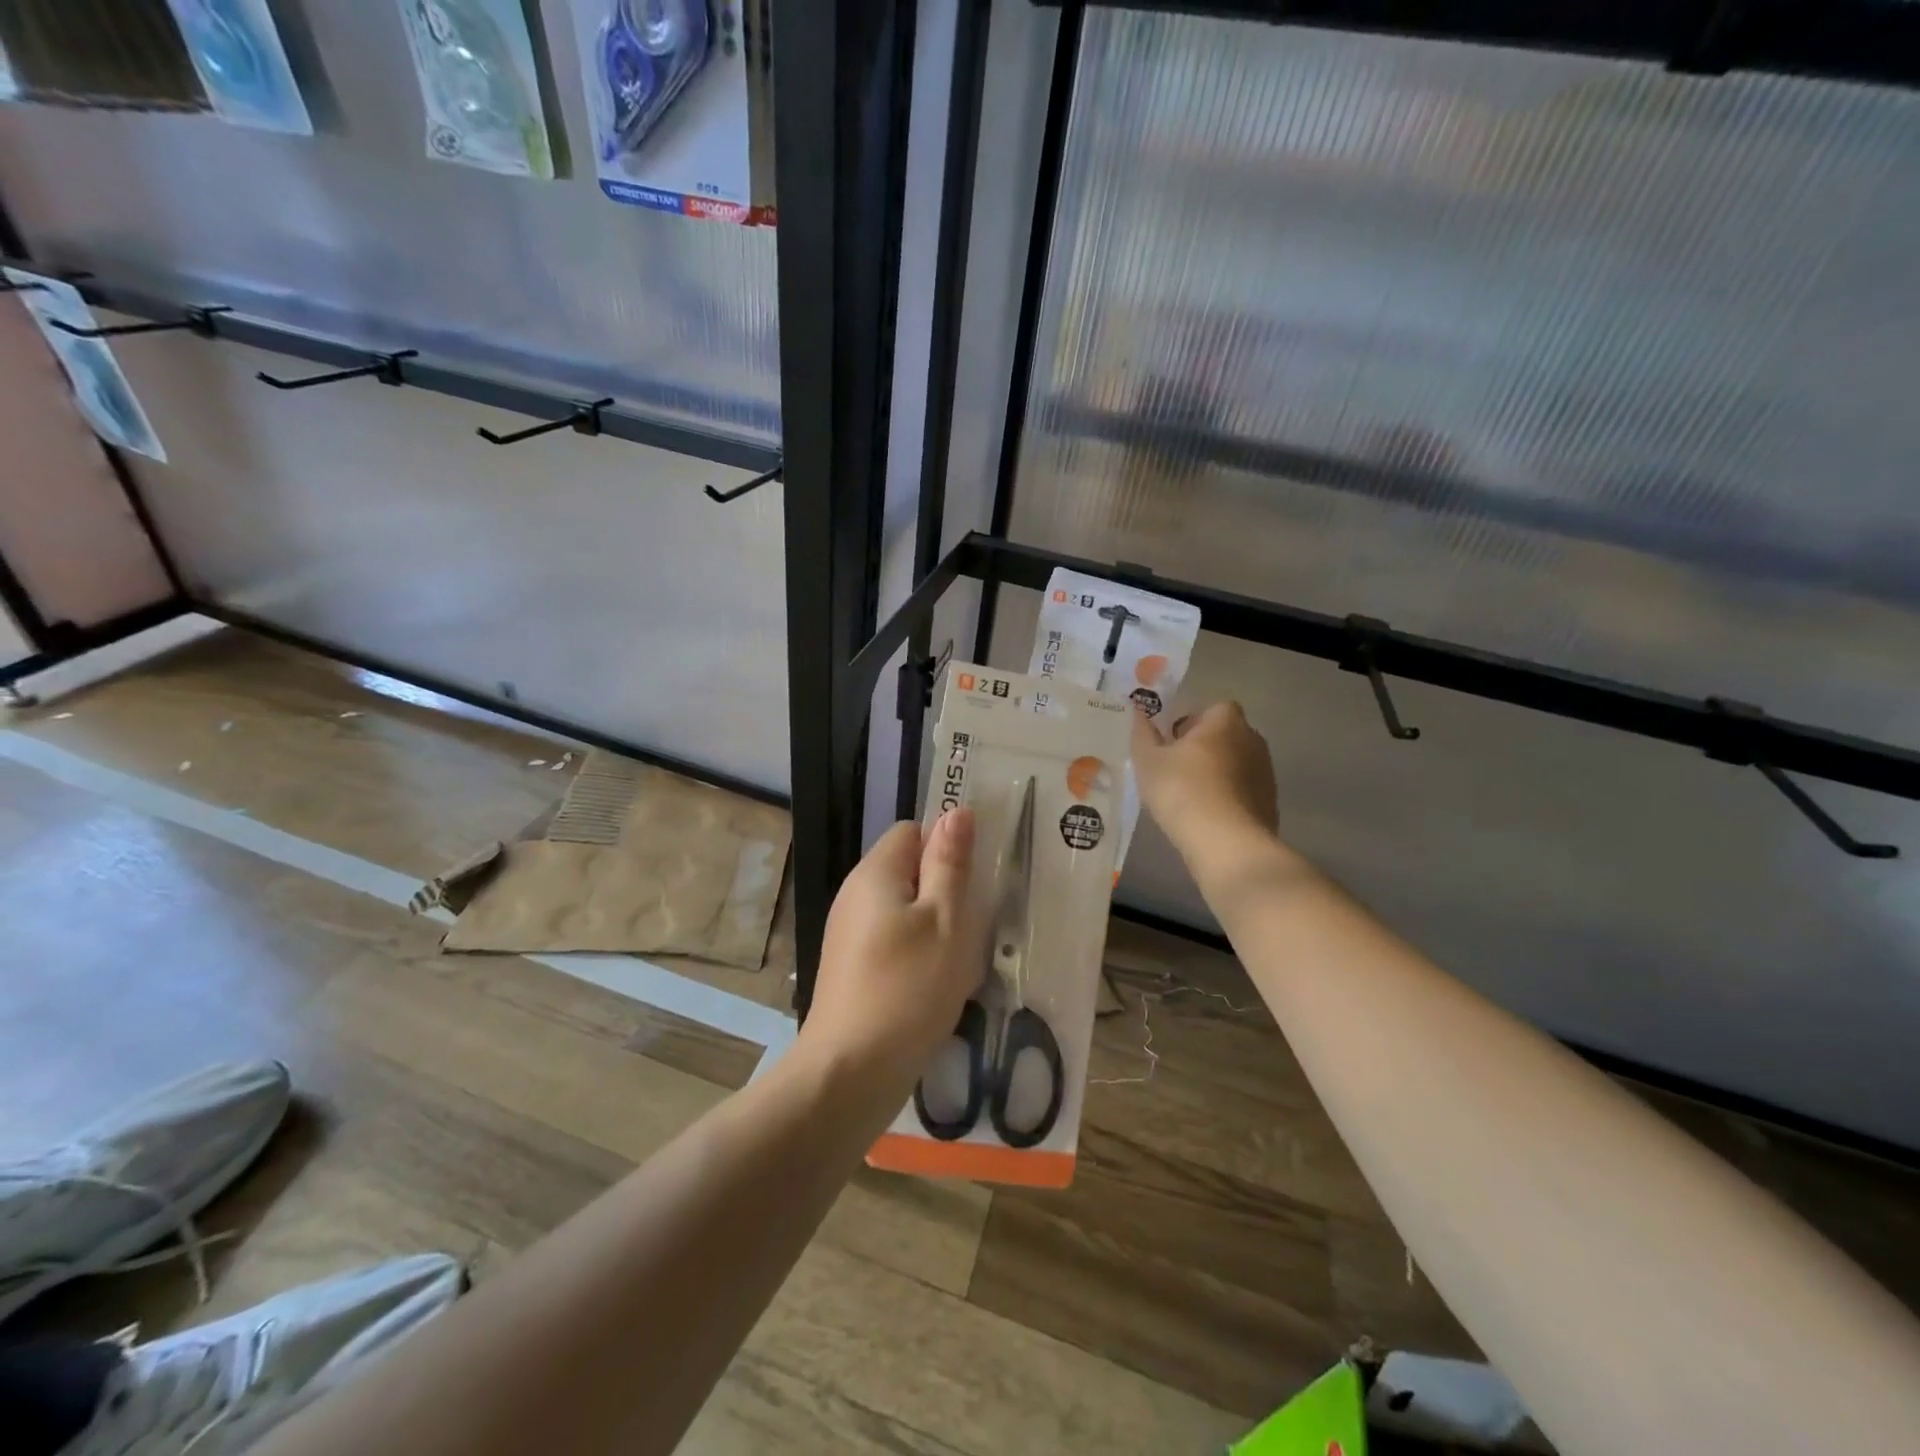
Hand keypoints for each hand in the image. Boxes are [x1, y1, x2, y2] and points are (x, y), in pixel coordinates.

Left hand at [802, 808, 981, 1091]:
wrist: (850, 1073)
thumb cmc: (907, 988)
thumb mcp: (944, 920)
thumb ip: (950, 864)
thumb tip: (955, 810)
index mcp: (874, 873)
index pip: (913, 831)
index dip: (946, 847)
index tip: (974, 880)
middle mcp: (855, 896)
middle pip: (908, 871)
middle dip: (945, 891)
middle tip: (973, 925)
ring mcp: (849, 935)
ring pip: (905, 911)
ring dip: (936, 928)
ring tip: (959, 961)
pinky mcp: (852, 969)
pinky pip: (893, 943)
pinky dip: (918, 956)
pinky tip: (935, 987)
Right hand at [1132, 701, 1278, 860]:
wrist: (1226, 842)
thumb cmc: (1182, 790)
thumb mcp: (1148, 761)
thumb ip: (1143, 734)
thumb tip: (1140, 712)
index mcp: (1226, 721)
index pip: (1213, 709)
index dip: (1192, 723)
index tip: (1172, 744)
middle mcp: (1253, 740)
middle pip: (1225, 736)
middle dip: (1204, 748)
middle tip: (1175, 770)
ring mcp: (1266, 773)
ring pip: (1235, 765)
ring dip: (1216, 775)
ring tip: (1189, 799)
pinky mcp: (1269, 804)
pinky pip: (1243, 792)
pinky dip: (1227, 799)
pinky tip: (1207, 819)